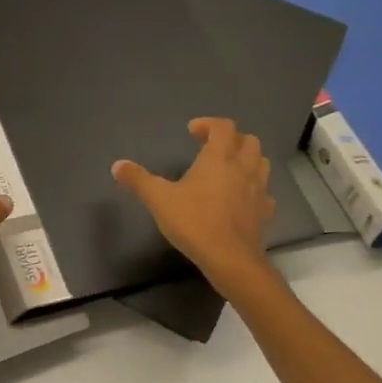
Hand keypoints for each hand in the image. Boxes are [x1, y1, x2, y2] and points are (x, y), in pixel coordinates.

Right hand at [112, 118, 275, 291]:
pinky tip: (240, 198)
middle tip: (211, 148)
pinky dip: (253, 188)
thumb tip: (117, 165)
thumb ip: (138, 179)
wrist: (229, 258)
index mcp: (219, 158)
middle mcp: (243, 168)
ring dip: (246, 159)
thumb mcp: (158, 199)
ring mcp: (258, 190)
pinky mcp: (264, 212)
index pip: (223, 127)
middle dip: (231, 139)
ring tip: (227, 169)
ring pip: (261, 163)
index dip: (208, 124)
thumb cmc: (194, 221)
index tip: (192, 131)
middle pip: (248, 141)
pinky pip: (264, 191)